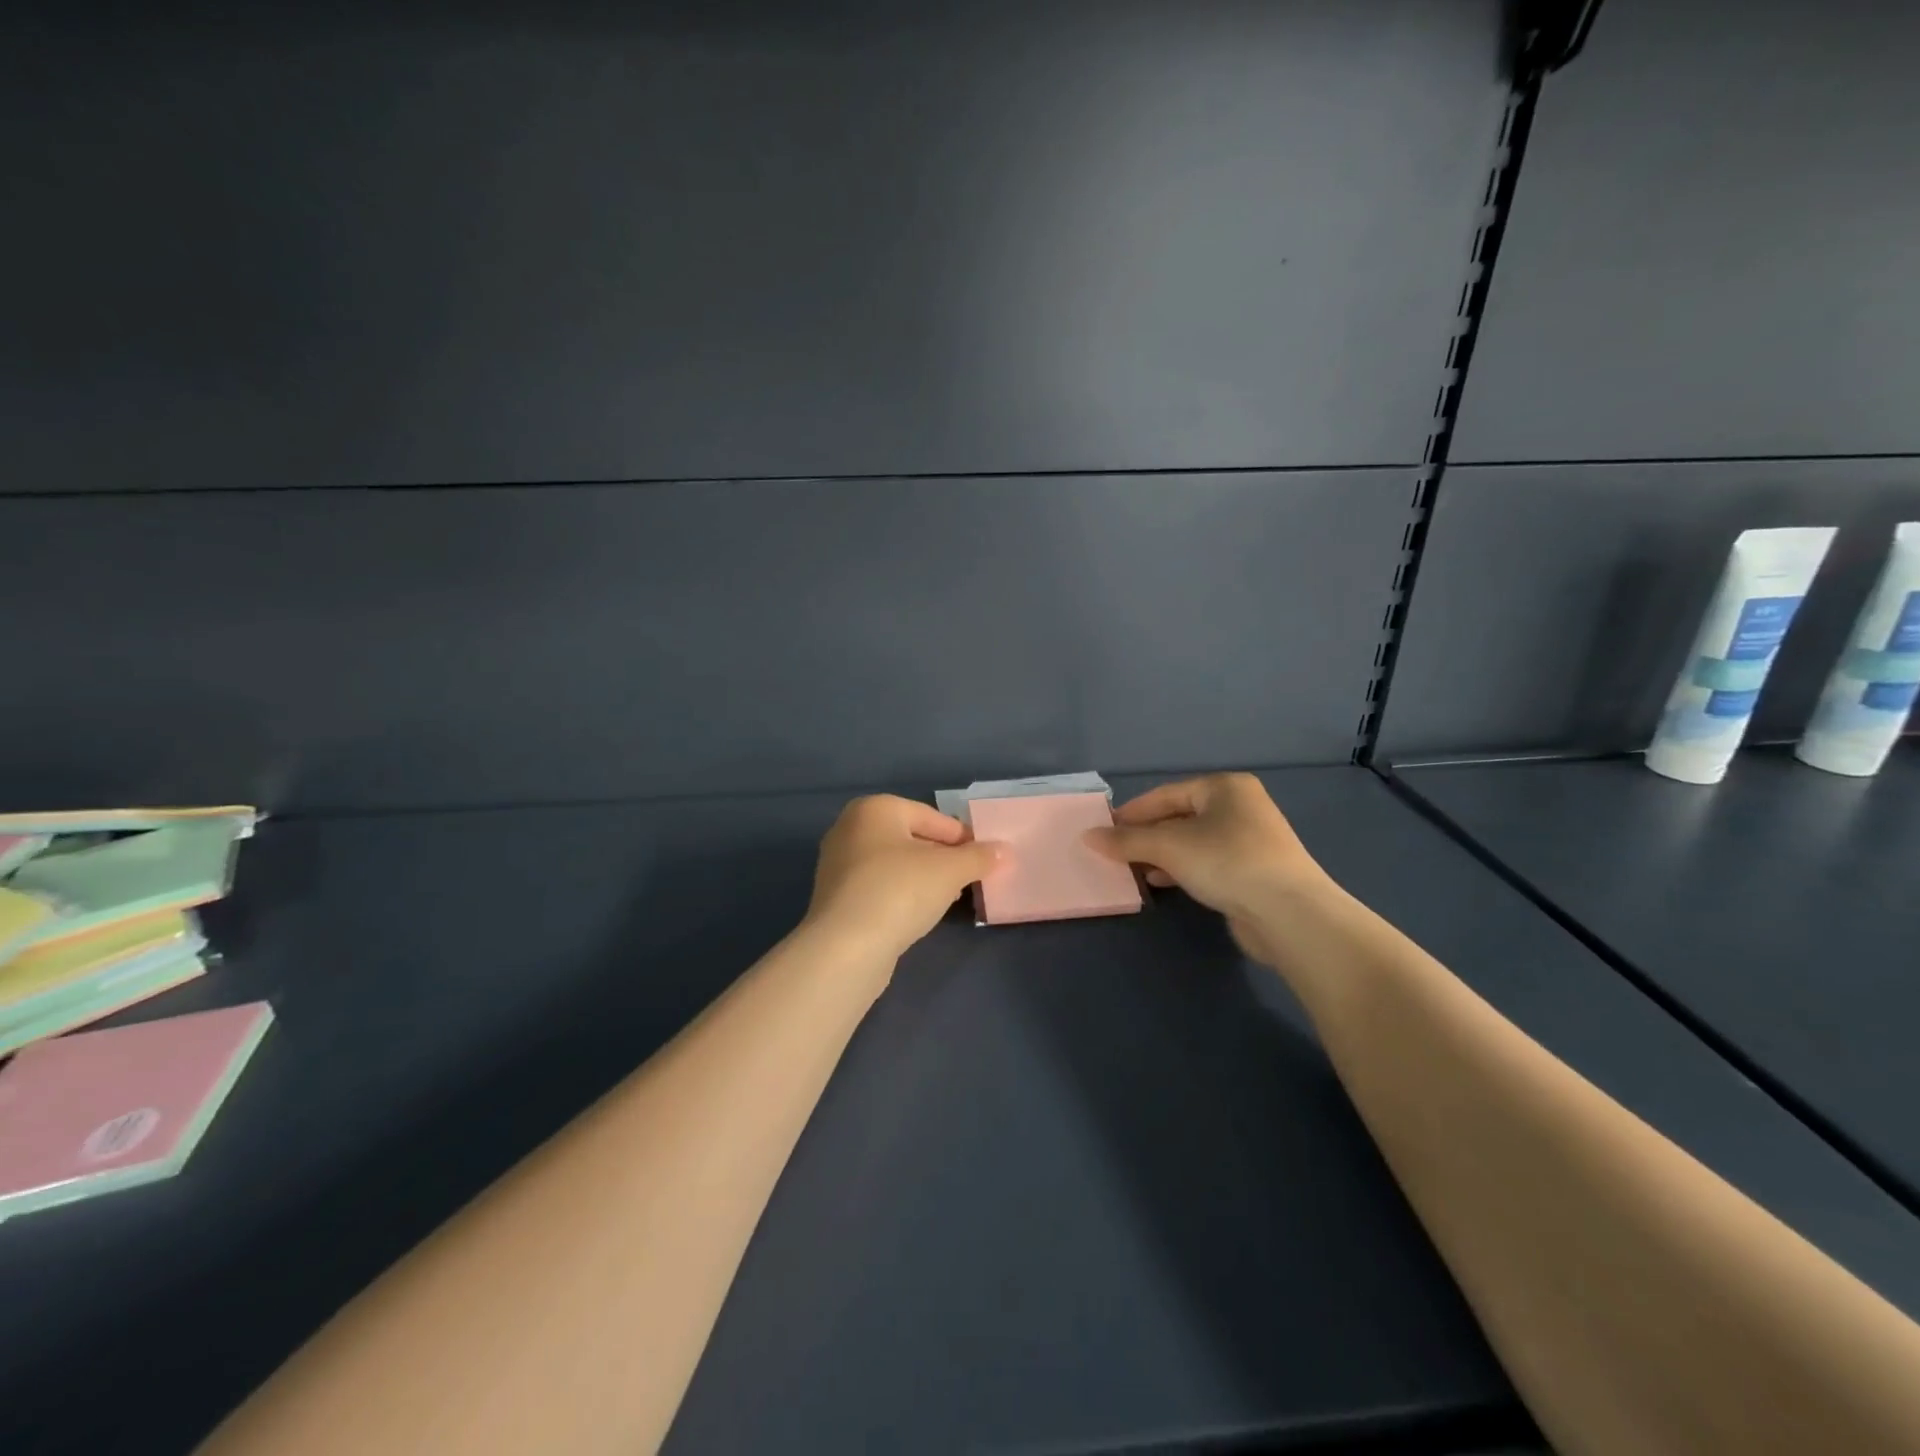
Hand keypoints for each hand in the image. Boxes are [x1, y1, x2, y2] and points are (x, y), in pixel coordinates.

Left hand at [804, 795, 1001, 963]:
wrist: (846, 948)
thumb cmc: (900, 891)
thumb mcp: (950, 870)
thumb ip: (979, 857)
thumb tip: (1003, 851)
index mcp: (874, 809)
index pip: (931, 817)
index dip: (962, 837)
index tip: (985, 858)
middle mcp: (850, 829)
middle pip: (911, 838)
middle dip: (943, 857)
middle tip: (970, 878)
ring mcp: (838, 865)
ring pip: (895, 865)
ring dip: (924, 878)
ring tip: (950, 898)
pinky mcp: (836, 898)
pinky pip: (879, 887)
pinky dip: (902, 895)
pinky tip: (920, 914)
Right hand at [1084, 773, 1330, 964]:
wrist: (1289, 913)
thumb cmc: (1226, 862)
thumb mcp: (1168, 846)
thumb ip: (1126, 840)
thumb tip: (1088, 836)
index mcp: (1224, 787)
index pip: (1166, 794)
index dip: (1132, 812)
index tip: (1104, 829)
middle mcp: (1240, 807)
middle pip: (1179, 817)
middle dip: (1146, 835)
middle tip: (1115, 851)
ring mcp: (1250, 840)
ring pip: (1192, 841)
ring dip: (1161, 854)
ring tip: (1133, 869)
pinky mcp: (1253, 871)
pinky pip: (1207, 862)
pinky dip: (1181, 869)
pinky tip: (1161, 882)